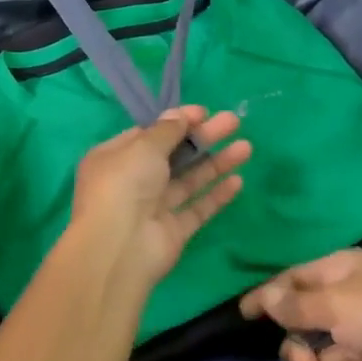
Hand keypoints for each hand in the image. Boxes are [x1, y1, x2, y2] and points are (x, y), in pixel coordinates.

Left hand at [66, 105, 250, 295]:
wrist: (120, 248)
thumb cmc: (124, 185)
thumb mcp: (143, 147)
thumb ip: (166, 130)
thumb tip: (179, 115)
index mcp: (115, 158)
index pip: (148, 135)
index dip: (176, 122)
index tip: (204, 112)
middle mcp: (133, 182)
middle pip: (173, 155)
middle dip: (203, 138)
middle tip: (233, 122)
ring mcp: (154, 208)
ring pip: (189, 180)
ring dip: (216, 163)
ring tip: (246, 147)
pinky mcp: (173, 231)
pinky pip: (197, 208)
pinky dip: (216, 195)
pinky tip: (238, 181)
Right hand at [239, 250, 361, 360]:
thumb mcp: (334, 302)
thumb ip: (293, 304)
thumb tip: (264, 298)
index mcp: (340, 271)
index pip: (292, 279)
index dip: (267, 295)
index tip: (243, 313)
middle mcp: (348, 300)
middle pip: (301, 324)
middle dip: (301, 346)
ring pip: (321, 357)